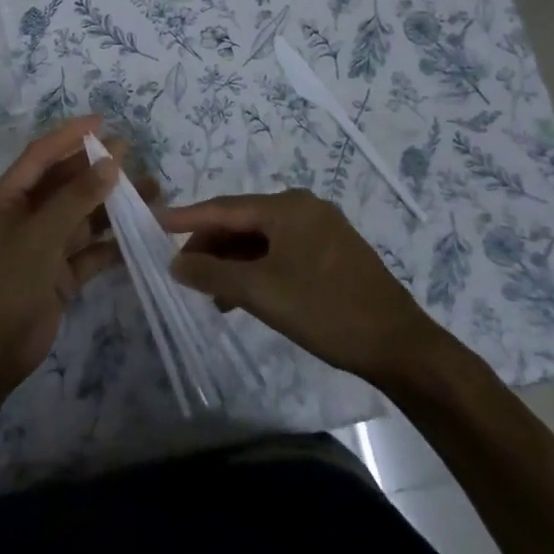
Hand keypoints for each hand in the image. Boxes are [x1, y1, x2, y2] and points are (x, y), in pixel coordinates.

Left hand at [0, 116, 122, 397]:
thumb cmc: (7, 282)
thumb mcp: (40, 235)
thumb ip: (76, 198)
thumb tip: (111, 163)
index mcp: (7, 199)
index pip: (40, 156)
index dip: (69, 136)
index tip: (102, 122)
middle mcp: (25, 216)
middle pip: (65, 184)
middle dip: (97, 169)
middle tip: (133, 154)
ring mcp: (43, 246)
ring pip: (82, 216)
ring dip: (112, 205)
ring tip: (150, 191)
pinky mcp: (60, 274)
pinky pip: (90, 250)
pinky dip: (113, 243)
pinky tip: (142, 233)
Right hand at [157, 189, 446, 388]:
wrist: (400, 346)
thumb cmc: (325, 310)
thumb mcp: (261, 292)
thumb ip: (212, 275)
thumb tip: (175, 263)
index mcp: (287, 207)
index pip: (223, 207)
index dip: (186, 218)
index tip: (153, 222)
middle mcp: (303, 208)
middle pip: (242, 221)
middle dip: (210, 246)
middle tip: (181, 271)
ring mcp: (321, 229)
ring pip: (261, 239)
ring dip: (232, 262)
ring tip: (208, 292)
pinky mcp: (332, 253)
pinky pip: (281, 252)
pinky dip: (257, 269)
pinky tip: (242, 295)